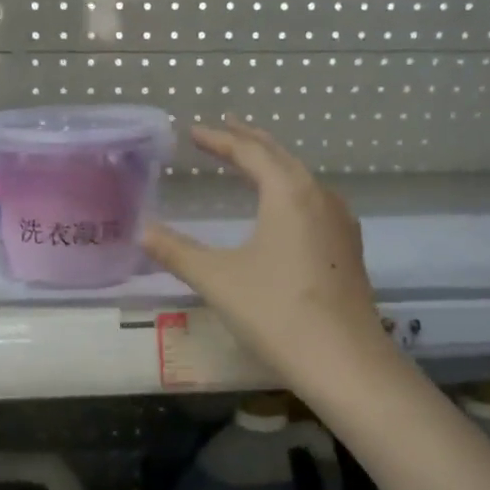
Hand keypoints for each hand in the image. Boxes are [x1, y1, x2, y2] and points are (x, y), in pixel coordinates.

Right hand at [142, 121, 389, 388]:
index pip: (250, 152)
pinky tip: (285, 209)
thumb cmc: (276, 312)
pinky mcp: (347, 250)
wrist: (343, 361)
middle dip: (249, 141)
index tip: (194, 131)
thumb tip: (142, 230)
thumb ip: (177, 251)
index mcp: (289, 193)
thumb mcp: (217, 279)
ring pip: (302, 179)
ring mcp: (340, 224)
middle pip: (281, 157)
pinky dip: (290, 191)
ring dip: (273, 164)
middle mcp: (319, 197)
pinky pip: (314, 202)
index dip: (219, 139)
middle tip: (224, 128)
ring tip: (251, 161)